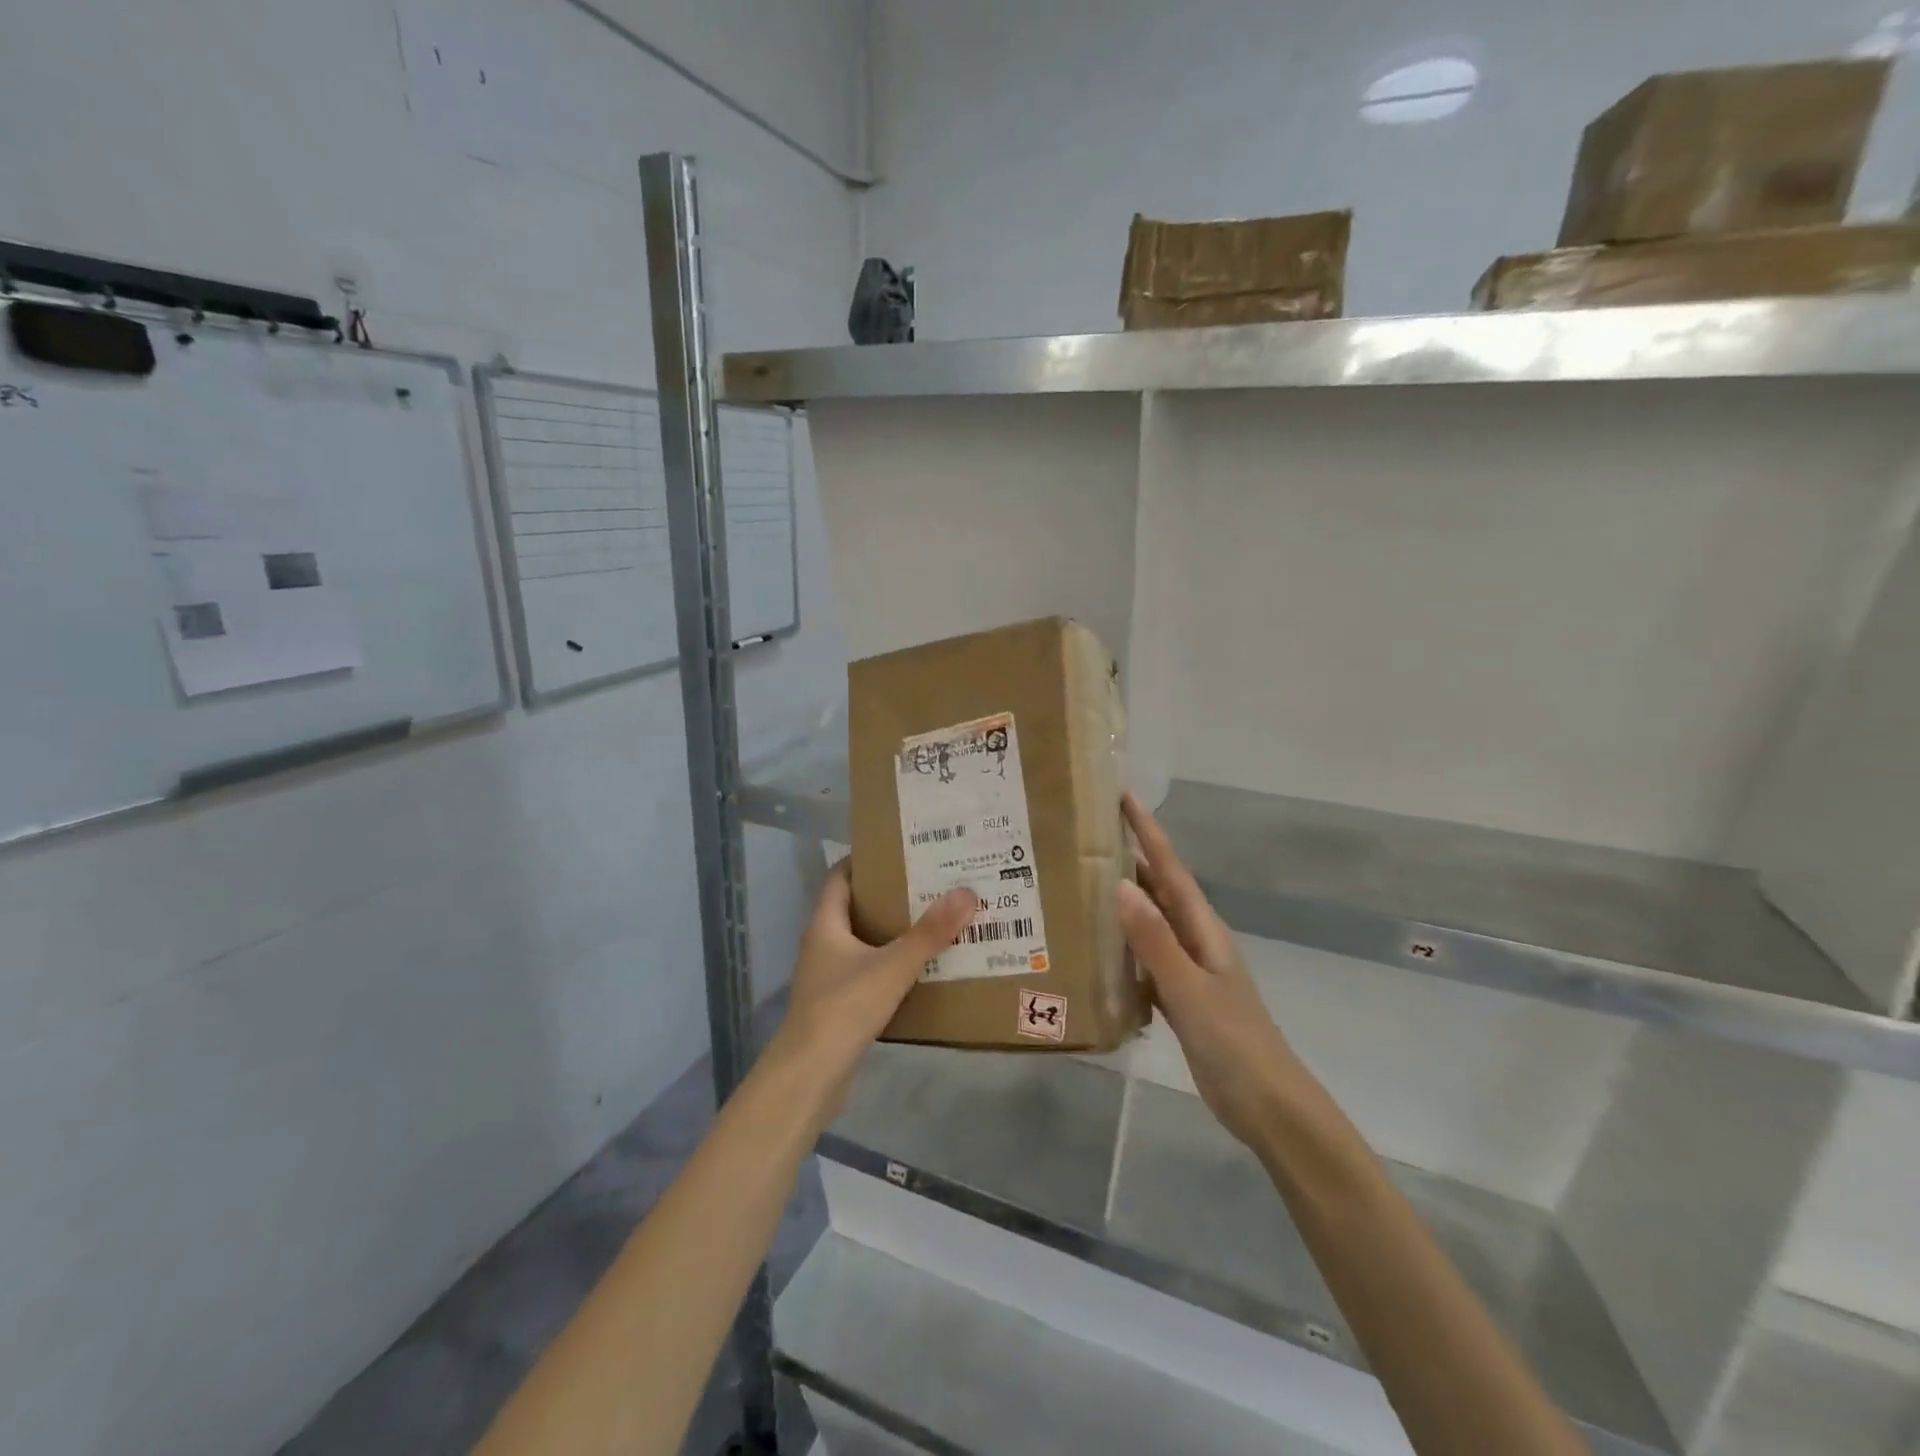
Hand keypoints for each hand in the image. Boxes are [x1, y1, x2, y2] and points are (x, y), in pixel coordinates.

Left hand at [769, 861, 977, 1119]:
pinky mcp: (840, 1005)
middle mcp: (823, 945)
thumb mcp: (892, 967)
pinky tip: (923, 969)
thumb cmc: (843, 1009)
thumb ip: (929, 933)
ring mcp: (829, 977)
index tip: (902, 850)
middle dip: (890, 895)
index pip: (841, 876)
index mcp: (825, 924)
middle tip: (931, 883)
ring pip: (865, 943)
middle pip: (856, 908)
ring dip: (894, 932)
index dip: (866, 860)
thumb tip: (966, 892)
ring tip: (935, 920)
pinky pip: (870, 973)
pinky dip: (893, 966)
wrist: (810, 1078)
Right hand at [1117, 793, 1307, 1151]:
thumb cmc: (1233, 1042)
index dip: (1147, 831)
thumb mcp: (1190, 989)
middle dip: (1129, 858)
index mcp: (1203, 928)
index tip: (1122, 796)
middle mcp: (1195, 939)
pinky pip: (1143, 958)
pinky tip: (1094, 948)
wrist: (1267, 1105)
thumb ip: (1155, 940)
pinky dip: (1121, 946)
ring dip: (1121, 900)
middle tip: (1086, 835)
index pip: (1170, 868)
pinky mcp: (1178, 996)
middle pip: (1158, 888)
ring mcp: (1187, 969)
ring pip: (1149, 922)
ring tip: (1080, 881)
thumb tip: (1120, 884)